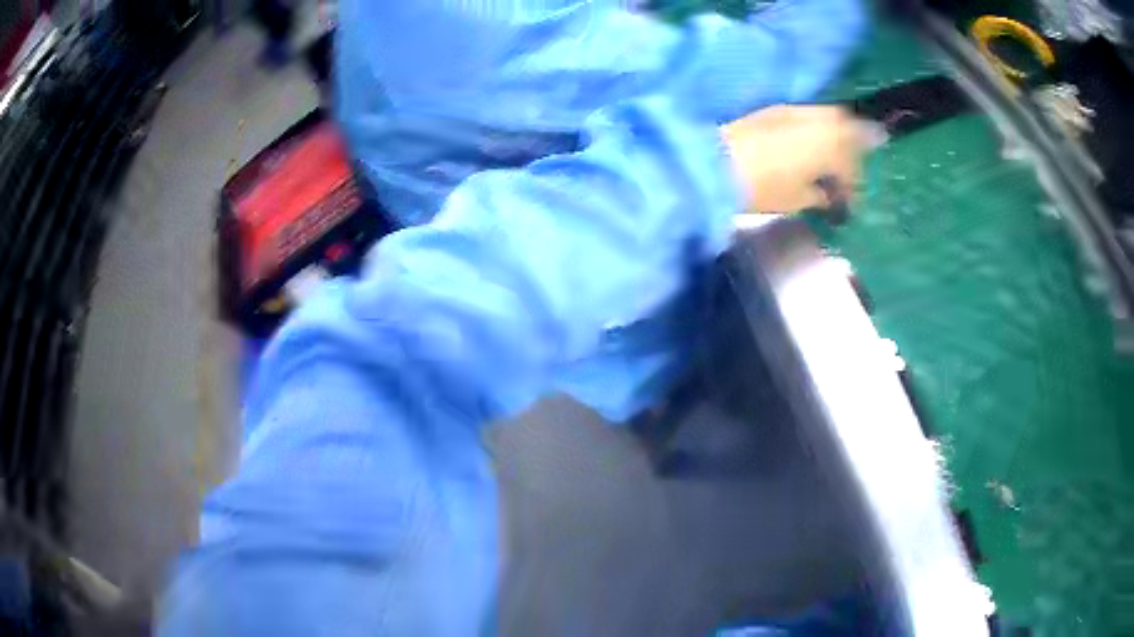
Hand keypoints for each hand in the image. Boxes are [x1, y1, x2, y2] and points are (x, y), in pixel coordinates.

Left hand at [722, 105, 884, 215]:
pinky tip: (805, 152)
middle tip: (842, 175)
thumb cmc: (764, 187)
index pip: (853, 159)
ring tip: (824, 165)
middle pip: (845, 126)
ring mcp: (792, 110)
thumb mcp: (799, 199)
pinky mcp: (773, 110)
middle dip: (849, 150)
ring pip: (826, 118)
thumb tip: (830, 196)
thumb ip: (822, 195)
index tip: (847, 202)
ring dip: (832, 138)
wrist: (715, 163)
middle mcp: (816, 118)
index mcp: (830, 141)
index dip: (853, 183)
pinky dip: (813, 132)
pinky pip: (806, 117)